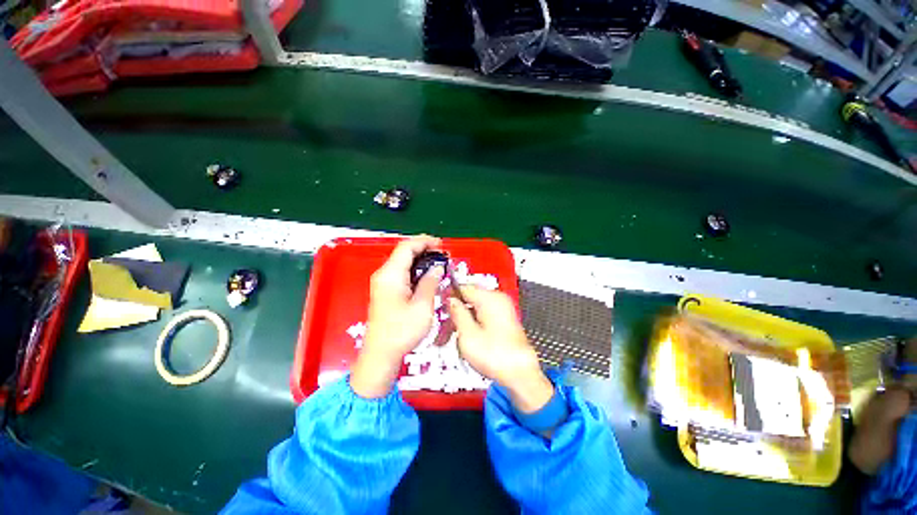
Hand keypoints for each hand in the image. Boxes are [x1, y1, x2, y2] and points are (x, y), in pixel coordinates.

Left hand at [351, 235, 443, 398]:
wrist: (381, 354)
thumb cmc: (401, 331)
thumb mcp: (422, 306)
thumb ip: (430, 282)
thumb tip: (437, 267)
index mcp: (391, 275)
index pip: (407, 247)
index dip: (425, 241)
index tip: (441, 244)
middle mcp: (384, 275)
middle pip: (404, 252)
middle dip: (424, 249)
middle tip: (443, 254)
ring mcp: (383, 283)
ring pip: (402, 261)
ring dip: (420, 259)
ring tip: (438, 263)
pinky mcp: (385, 291)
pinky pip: (401, 272)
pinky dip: (415, 269)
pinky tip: (427, 275)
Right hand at [448, 287, 553, 413]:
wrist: (521, 375)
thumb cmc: (495, 356)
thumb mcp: (467, 334)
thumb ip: (457, 313)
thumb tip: (451, 300)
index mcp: (490, 298)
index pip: (464, 287)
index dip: (449, 297)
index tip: (439, 308)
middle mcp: (498, 299)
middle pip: (470, 298)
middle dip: (456, 312)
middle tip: (445, 329)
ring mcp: (504, 309)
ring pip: (476, 309)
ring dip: (464, 321)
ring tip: (455, 338)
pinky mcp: (505, 320)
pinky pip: (484, 316)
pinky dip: (474, 324)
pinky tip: (468, 340)